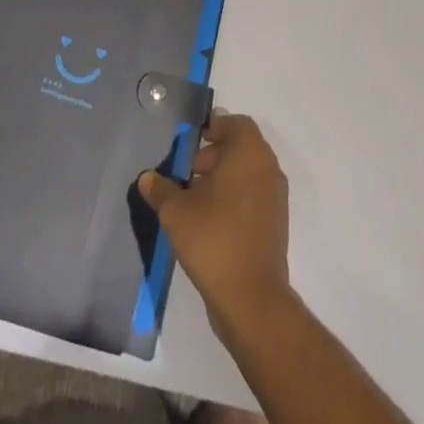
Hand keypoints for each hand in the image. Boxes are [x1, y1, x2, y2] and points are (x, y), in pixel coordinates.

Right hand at [138, 113, 291, 329]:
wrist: (252, 299)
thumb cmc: (214, 239)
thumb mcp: (176, 211)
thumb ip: (160, 189)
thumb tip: (147, 178)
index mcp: (248, 153)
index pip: (234, 124)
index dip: (212, 128)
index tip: (189, 143)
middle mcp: (267, 168)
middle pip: (240, 147)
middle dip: (212, 154)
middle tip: (186, 173)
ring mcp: (275, 197)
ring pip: (247, 172)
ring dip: (222, 177)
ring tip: (193, 199)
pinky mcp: (275, 223)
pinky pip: (253, 195)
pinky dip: (233, 197)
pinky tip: (208, 220)